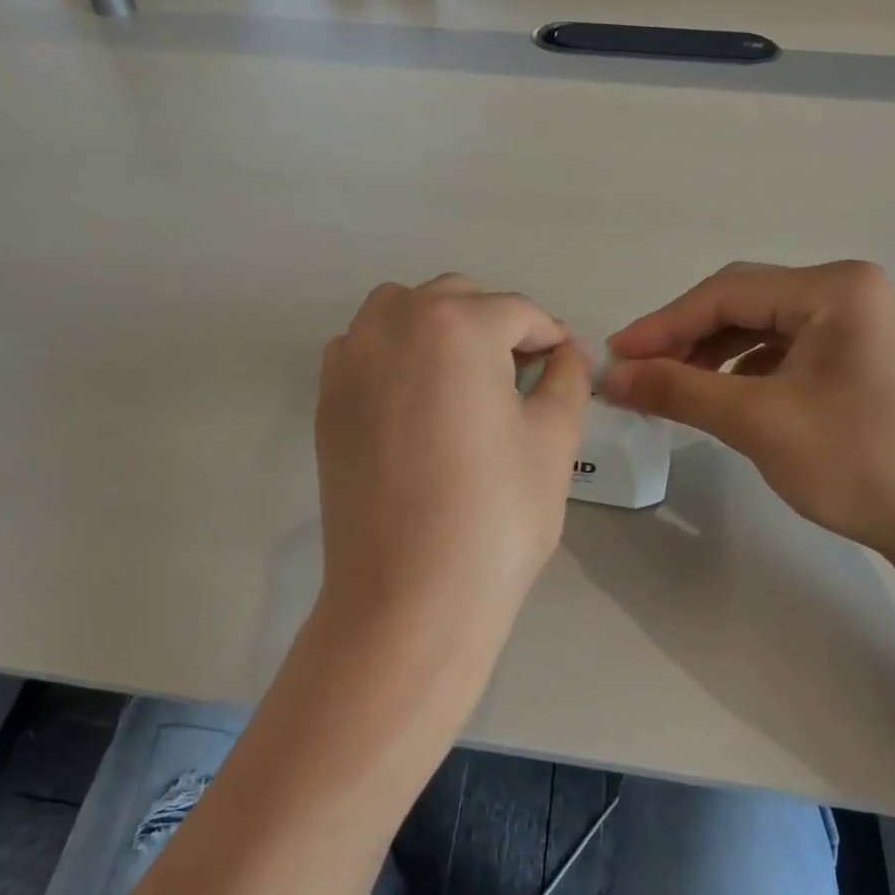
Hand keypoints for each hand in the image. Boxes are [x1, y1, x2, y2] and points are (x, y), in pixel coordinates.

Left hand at [313, 274, 590, 675]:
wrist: (408, 595)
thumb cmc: (495, 515)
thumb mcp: (553, 439)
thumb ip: (567, 378)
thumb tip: (567, 352)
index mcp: (455, 325)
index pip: (517, 311)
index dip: (551, 336)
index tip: (567, 365)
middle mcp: (393, 323)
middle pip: (458, 299)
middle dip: (497, 325)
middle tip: (524, 376)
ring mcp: (350, 359)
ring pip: (403, 312)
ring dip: (442, 329)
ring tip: (469, 381)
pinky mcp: (327, 398)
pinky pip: (367, 347)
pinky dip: (399, 354)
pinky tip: (420, 402)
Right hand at [601, 261, 894, 561]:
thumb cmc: (858, 463)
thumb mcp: (758, 421)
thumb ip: (678, 389)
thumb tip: (610, 376)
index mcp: (835, 289)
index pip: (726, 293)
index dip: (662, 324)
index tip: (614, 356)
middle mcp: (849, 292)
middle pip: (743, 303)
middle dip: (685, 337)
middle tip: (637, 373)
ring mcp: (858, 324)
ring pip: (760, 327)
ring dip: (710, 353)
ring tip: (671, 387)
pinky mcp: (857, 357)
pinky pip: (783, 350)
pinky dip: (742, 369)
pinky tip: (721, 396)